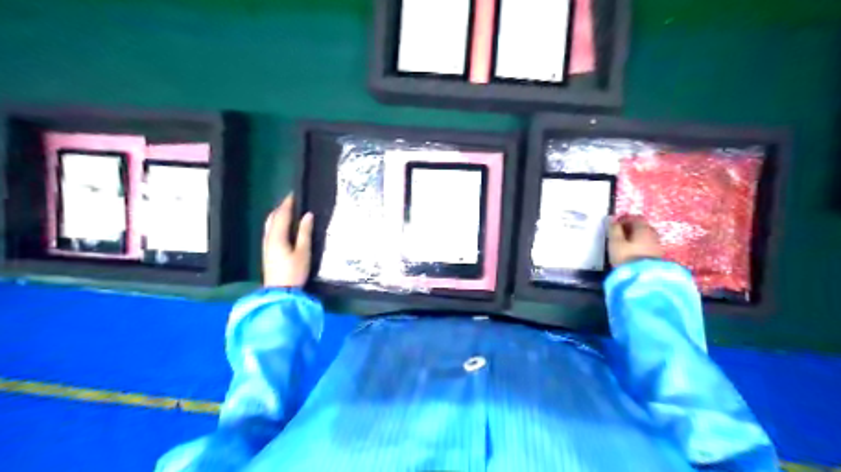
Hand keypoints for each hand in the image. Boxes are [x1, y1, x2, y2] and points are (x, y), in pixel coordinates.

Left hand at [262, 194, 312, 287]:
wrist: (280, 292)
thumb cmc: (294, 272)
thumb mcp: (303, 252)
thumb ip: (305, 232)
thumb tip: (307, 215)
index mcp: (277, 236)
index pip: (282, 214)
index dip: (288, 203)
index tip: (294, 193)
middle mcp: (268, 237)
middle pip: (273, 217)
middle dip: (282, 207)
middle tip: (293, 200)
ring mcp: (266, 245)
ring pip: (270, 223)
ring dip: (278, 214)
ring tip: (289, 210)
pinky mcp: (267, 251)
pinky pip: (271, 230)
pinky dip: (277, 222)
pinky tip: (284, 225)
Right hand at [608, 216, 659, 267]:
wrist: (643, 279)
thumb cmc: (626, 257)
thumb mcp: (615, 243)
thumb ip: (613, 230)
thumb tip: (612, 219)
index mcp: (643, 229)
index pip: (636, 218)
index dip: (624, 219)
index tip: (614, 226)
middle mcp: (653, 235)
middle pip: (642, 226)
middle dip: (630, 228)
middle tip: (618, 235)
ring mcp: (657, 246)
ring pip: (645, 237)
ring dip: (635, 238)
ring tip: (624, 245)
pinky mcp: (658, 257)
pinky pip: (648, 246)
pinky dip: (640, 246)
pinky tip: (632, 253)